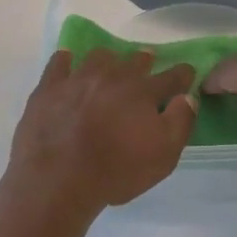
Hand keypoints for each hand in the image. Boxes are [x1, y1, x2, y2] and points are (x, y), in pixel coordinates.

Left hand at [7, 48, 197, 213]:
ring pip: (98, 57)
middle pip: (134, 60)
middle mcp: (112, 77)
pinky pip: (59, 63)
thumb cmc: (116, 171)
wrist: (58, 180)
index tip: (187, 73)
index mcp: (143, 92)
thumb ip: (181, 122)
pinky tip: (68, 63)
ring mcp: (78, 79)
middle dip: (145, 60)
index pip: (172, 76)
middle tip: (147, 62)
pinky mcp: (49, 88)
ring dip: (109, 59)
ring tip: (109, 65)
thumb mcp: (164, 156)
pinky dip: (66, 60)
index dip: (183, 74)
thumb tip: (188, 98)